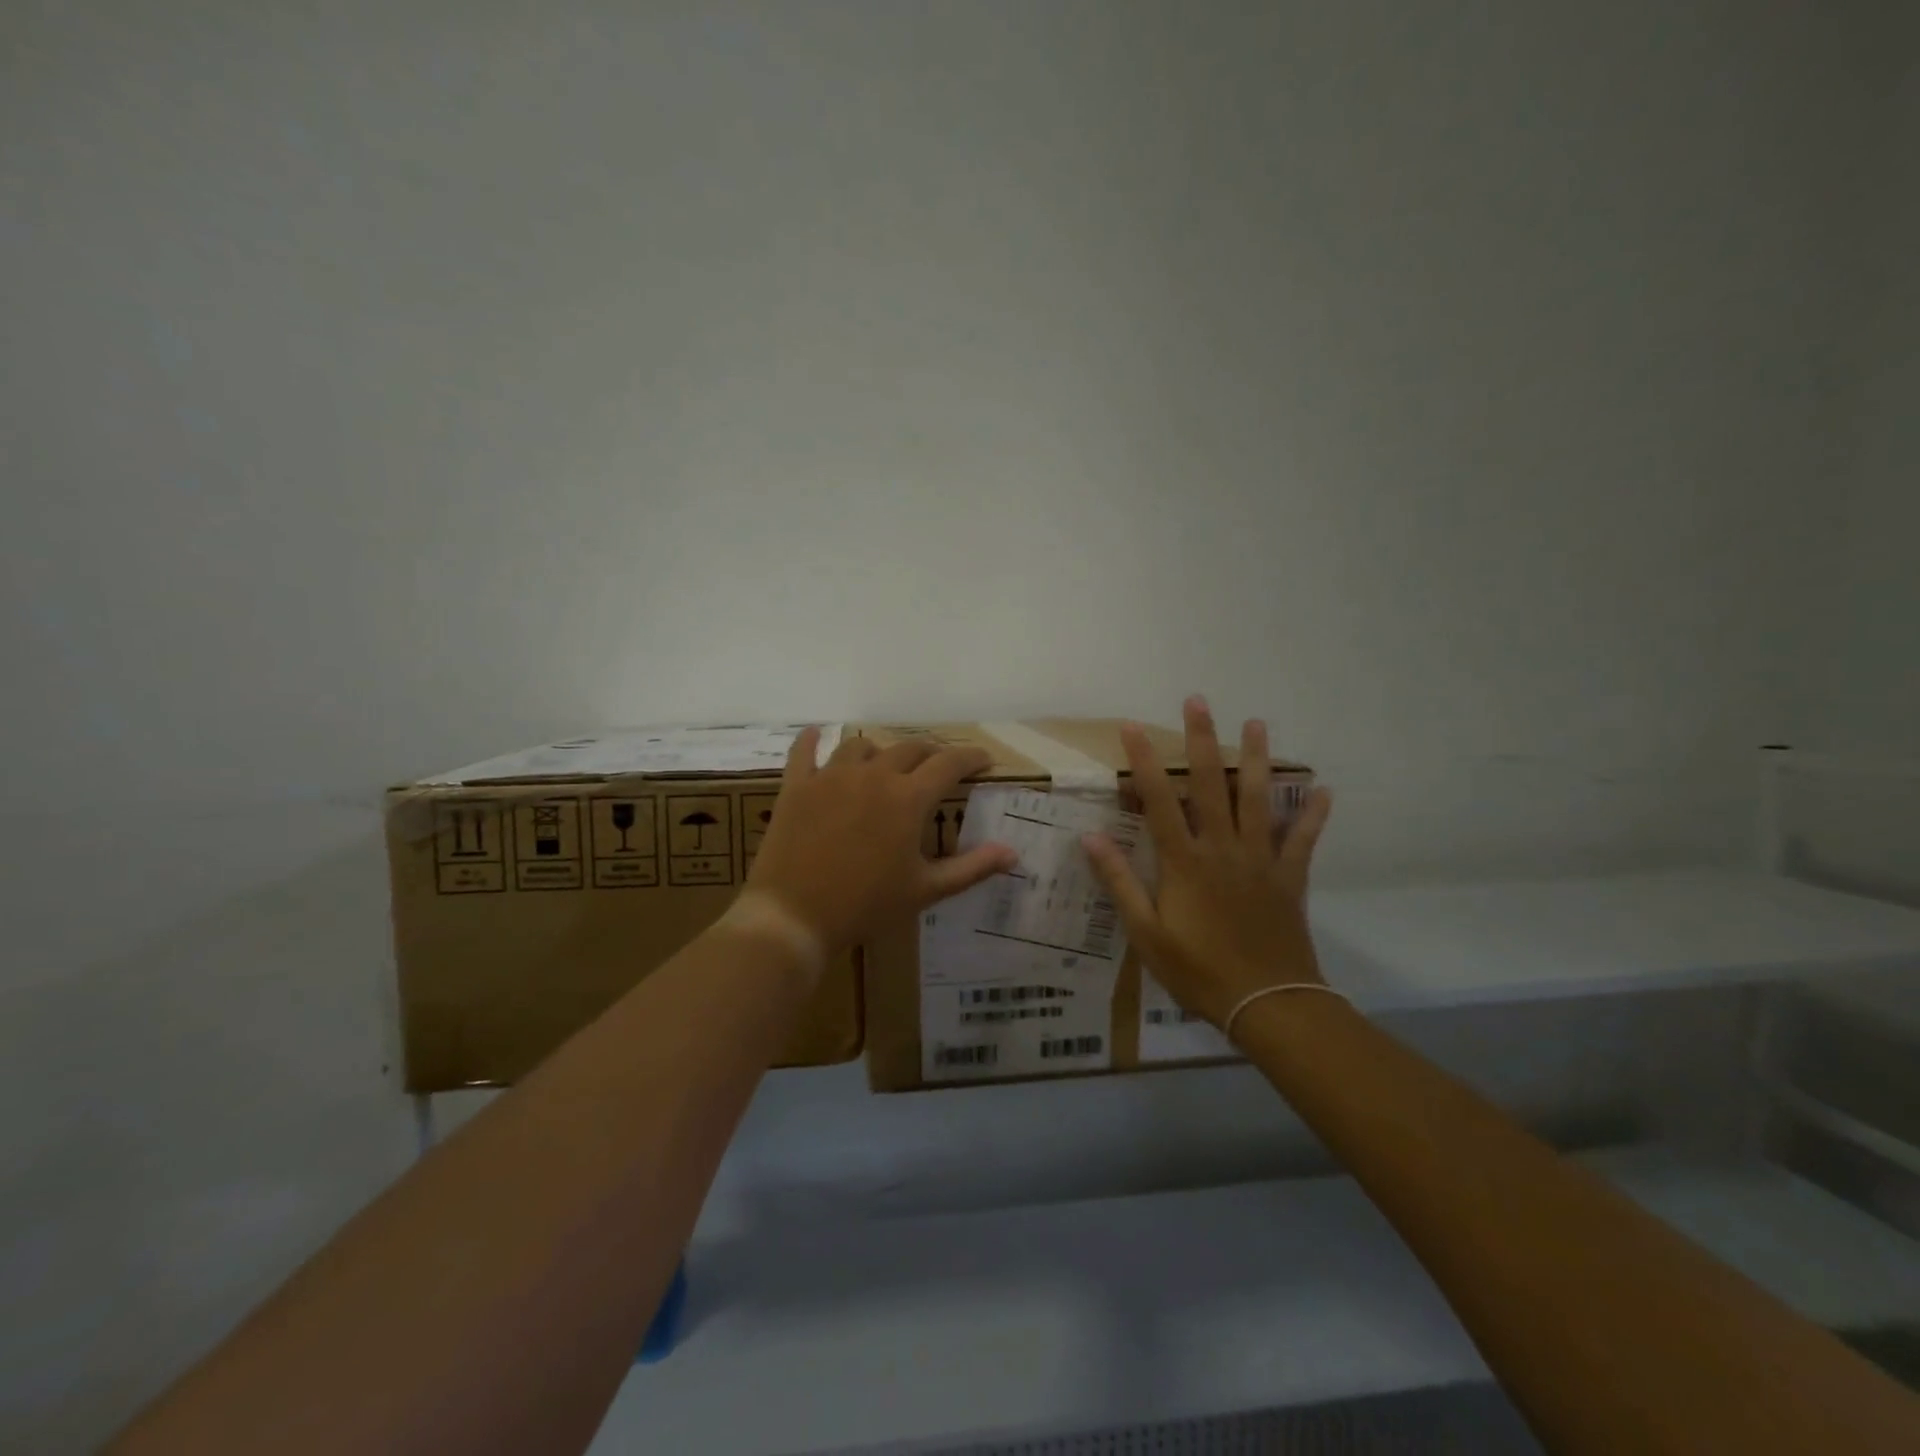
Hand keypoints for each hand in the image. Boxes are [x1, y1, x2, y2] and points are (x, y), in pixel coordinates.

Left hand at [744, 728, 1017, 955]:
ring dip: (880, 751)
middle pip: (909, 748)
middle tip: (939, 766)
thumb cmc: (866, 905)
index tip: (984, 759)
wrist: (793, 916)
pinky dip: (810, 740)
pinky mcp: (797, 786)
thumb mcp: (925, 890)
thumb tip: (1012, 852)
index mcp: (908, 798)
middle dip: (931, 753)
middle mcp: (873, 775)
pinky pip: (803, 751)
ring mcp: (831, 776)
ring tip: (884, 763)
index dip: (971, 757)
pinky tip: (813, 734)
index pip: (950, 764)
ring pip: (861, 746)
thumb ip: (971, 867)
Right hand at [1081, 697, 1331, 1028]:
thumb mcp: (1146, 933)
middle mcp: (1222, 849)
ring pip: (1257, 800)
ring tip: (1257, 723)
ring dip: (1257, 759)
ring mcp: (1260, 860)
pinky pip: (1302, 840)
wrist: (1267, 1003)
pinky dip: (1312, 816)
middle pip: (1211, 785)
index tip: (1133, 728)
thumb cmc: (1198, 970)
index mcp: (1184, 862)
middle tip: (1198, 701)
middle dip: (1202, 740)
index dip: (1145, 762)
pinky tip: (1323, 791)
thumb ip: (1120, 882)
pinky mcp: (1289, 878)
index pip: (1160, 801)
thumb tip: (1091, 838)